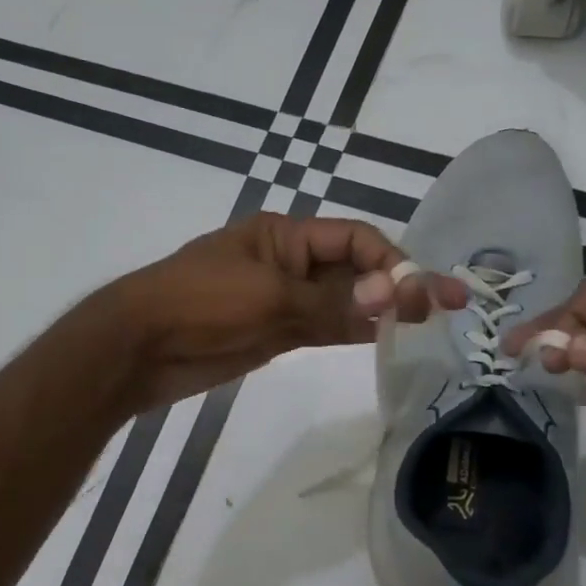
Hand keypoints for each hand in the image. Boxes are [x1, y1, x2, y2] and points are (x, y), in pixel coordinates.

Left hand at [102, 213, 466, 411]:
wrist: (138, 349)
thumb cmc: (198, 305)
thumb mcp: (268, 298)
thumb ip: (331, 303)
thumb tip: (396, 299)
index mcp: (284, 236)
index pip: (354, 239)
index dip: (393, 263)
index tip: (425, 294)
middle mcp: (288, 263)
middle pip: (353, 269)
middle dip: (396, 286)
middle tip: (448, 309)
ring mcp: (281, 300)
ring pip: (342, 301)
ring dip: (379, 311)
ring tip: (426, 326)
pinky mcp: (273, 333)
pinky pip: (322, 327)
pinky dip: (352, 332)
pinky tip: (383, 340)